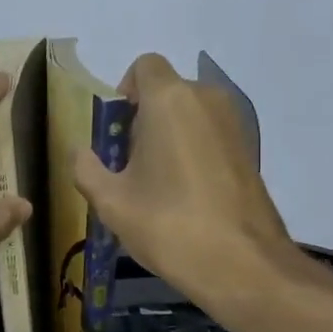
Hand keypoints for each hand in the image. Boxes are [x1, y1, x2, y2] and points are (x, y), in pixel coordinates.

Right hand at [73, 53, 296, 301]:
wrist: (242, 265)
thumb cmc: (168, 224)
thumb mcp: (111, 202)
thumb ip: (86, 169)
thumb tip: (81, 153)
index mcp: (169, 100)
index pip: (144, 66)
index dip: (124, 91)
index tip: (115, 131)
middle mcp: (207, 100)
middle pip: (167, 92)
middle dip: (144, 119)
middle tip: (130, 165)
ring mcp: (235, 124)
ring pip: (191, 114)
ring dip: (170, 136)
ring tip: (157, 185)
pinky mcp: (251, 151)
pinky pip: (211, 135)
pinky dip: (194, 152)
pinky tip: (186, 196)